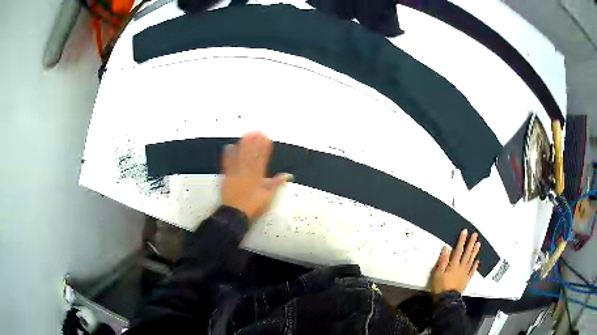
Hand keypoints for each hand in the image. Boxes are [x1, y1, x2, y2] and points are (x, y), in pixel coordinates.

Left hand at [220, 132, 292, 221]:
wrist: (234, 213)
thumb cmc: (252, 206)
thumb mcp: (268, 196)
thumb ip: (276, 184)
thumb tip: (287, 175)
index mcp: (258, 177)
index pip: (262, 159)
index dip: (264, 148)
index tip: (266, 138)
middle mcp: (247, 172)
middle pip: (251, 155)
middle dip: (254, 143)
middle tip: (257, 132)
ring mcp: (236, 173)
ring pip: (240, 156)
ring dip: (243, 145)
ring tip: (246, 135)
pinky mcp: (227, 176)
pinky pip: (227, 163)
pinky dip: (228, 154)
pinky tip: (229, 146)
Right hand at [430, 229, 479, 294]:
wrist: (447, 300)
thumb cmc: (440, 286)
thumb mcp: (437, 273)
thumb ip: (442, 260)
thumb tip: (446, 248)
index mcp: (453, 265)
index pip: (458, 250)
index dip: (461, 240)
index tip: (465, 232)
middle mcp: (461, 267)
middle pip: (467, 254)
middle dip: (471, 244)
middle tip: (475, 235)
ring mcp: (465, 273)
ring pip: (471, 260)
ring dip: (475, 252)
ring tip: (478, 244)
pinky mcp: (466, 280)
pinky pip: (472, 271)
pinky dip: (475, 266)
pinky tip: (477, 261)